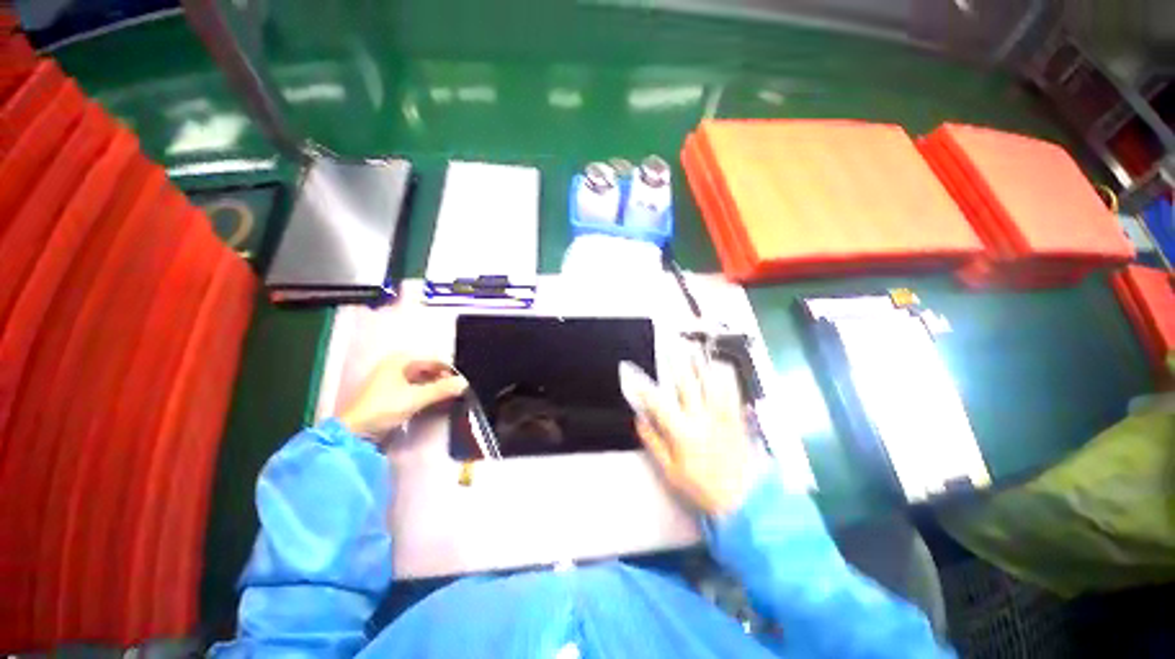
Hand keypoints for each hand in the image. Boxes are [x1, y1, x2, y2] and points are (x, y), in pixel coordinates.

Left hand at [339, 354, 467, 438]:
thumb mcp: (416, 398)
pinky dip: (426, 392)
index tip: (461, 382)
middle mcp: (395, 365)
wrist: (355, 433)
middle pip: (427, 368)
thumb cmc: (384, 408)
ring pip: (421, 378)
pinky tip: (434, 401)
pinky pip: (414, 387)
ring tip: (448, 397)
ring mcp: (391, 379)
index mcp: (400, 360)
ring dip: (435, 386)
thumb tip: (464, 383)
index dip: (448, 369)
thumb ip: (441, 389)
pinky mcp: (390, 393)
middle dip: (442, 378)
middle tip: (456, 390)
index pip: (432, 359)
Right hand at [620, 358, 758, 516]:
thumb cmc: (702, 486)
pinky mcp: (736, 417)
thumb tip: (639, 420)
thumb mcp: (670, 470)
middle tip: (667, 346)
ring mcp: (721, 415)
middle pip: (686, 383)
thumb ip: (653, 442)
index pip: (657, 402)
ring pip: (711, 382)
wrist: (743, 499)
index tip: (632, 373)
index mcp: (682, 431)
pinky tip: (720, 366)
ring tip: (693, 349)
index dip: (642, 385)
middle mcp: (701, 418)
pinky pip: (732, 390)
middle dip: (674, 362)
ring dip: (700, 364)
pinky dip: (725, 376)